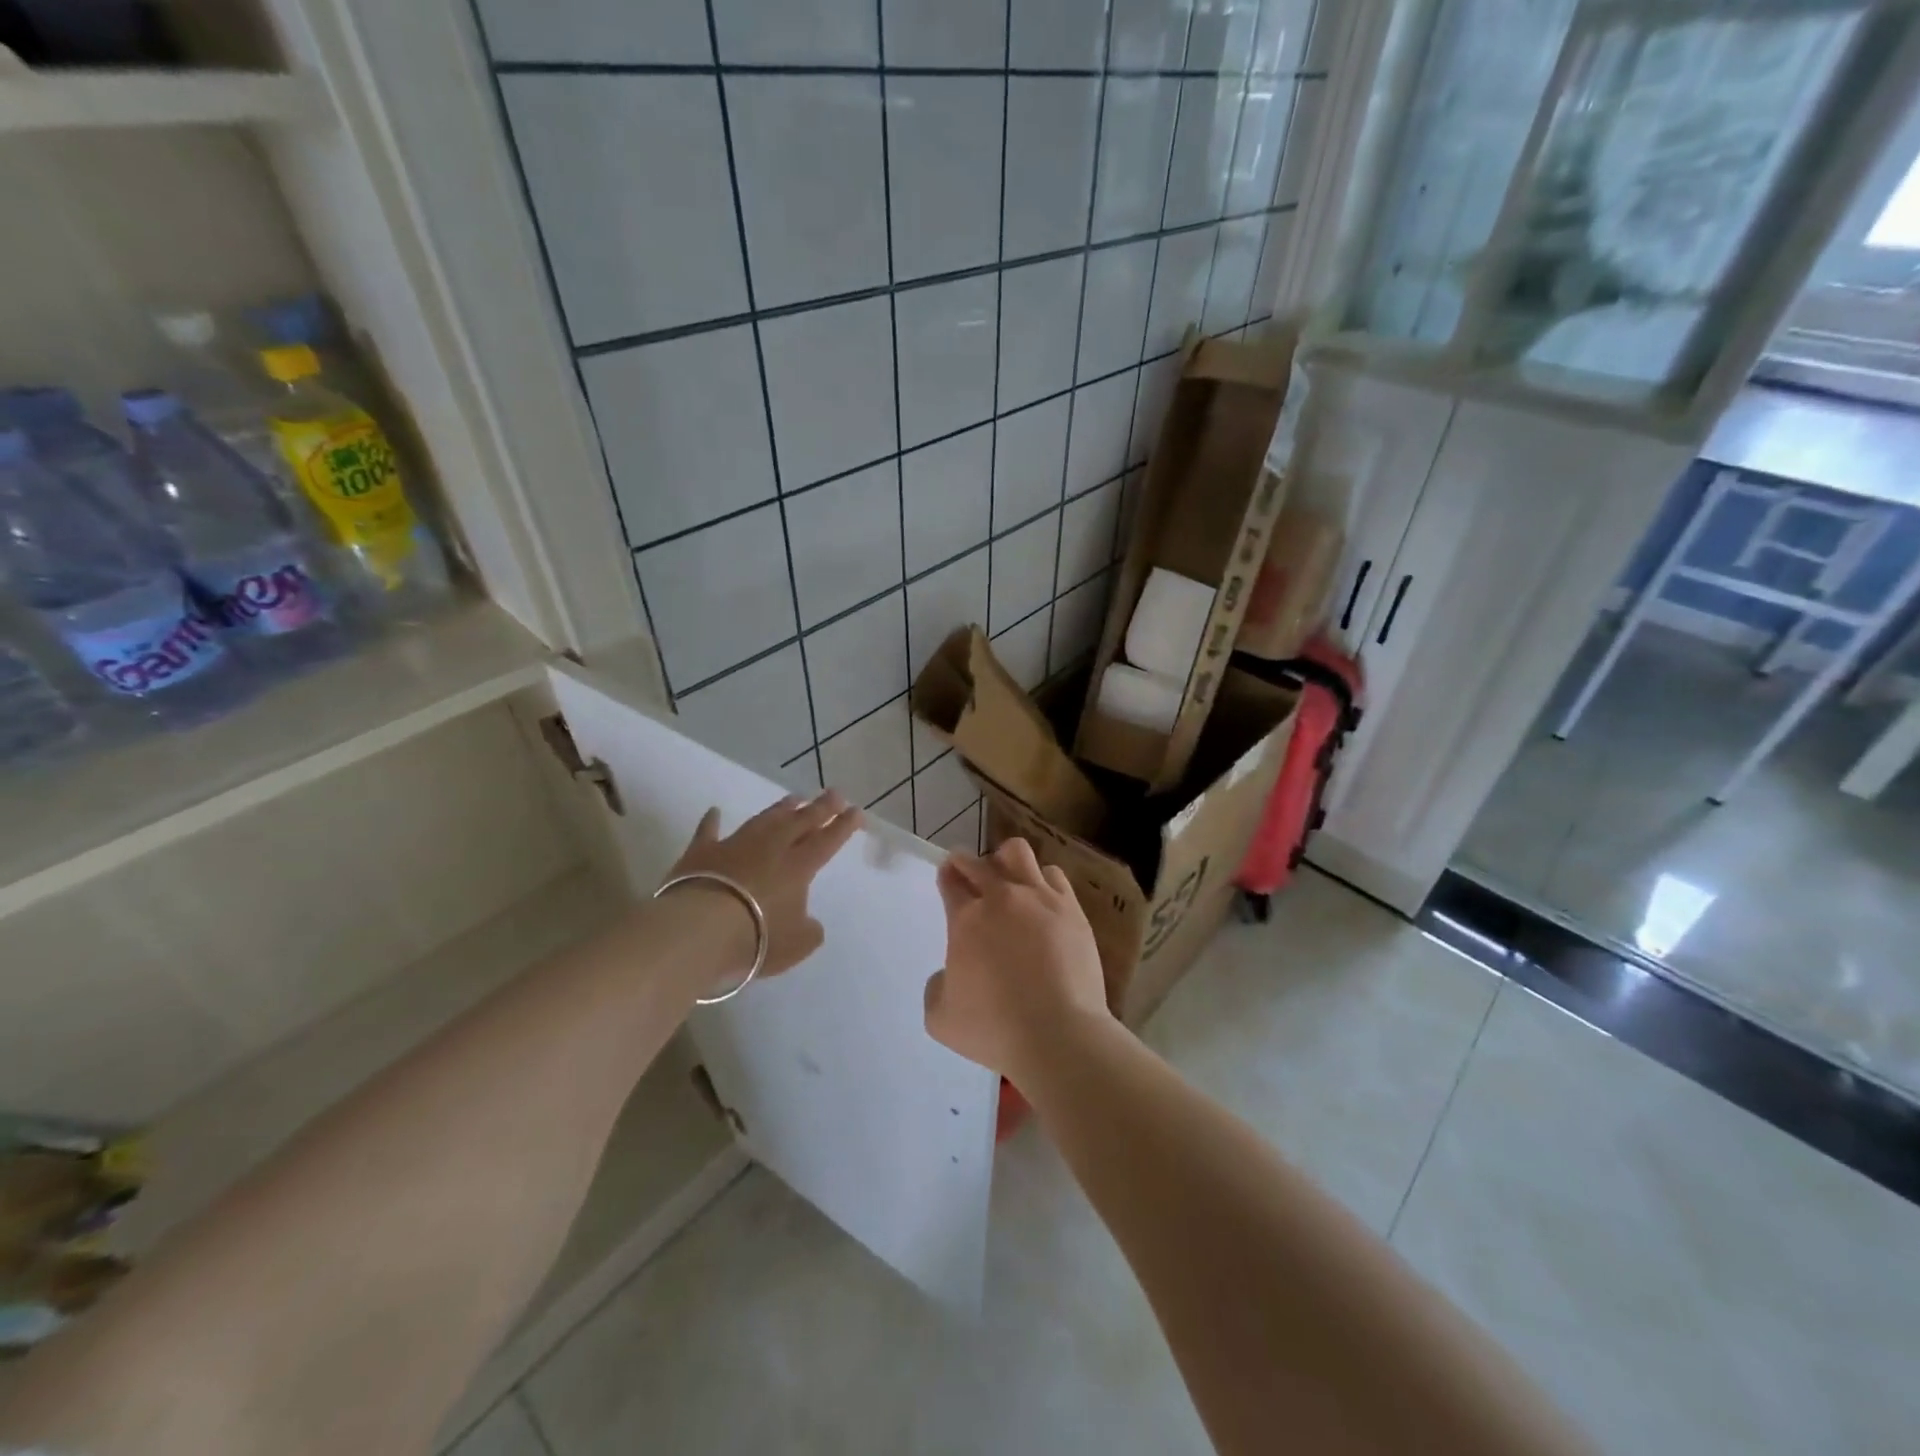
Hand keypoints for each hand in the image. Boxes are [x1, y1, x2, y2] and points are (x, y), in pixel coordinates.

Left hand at [662, 791, 863, 986]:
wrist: (700, 930)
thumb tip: (809, 922)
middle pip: (800, 822)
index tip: (856, 810)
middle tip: (834, 793)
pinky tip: (714, 811)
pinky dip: (711, 822)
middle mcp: (770, 849)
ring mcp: (735, 846)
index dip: (843, 826)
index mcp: (798, 867)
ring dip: (780, 808)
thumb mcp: (796, 945)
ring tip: (794, 798)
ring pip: (763, 820)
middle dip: (820, 807)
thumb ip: (809, 931)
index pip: (827, 841)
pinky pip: (708, 832)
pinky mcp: (701, 853)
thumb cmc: (757, 938)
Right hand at [923, 837, 1112, 1088]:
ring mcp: (1040, 899)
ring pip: (1018, 853)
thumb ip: (937, 987)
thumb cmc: (995, 1028)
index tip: (947, 878)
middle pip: (979, 862)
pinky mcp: (1071, 910)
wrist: (1059, 1033)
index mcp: (967, 919)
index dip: (946, 876)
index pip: (951, 881)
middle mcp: (1002, 898)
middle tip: (967, 874)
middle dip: (967, 863)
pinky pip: (1054, 875)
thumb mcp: (941, 1018)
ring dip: (1006, 862)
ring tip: (1008, 879)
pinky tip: (1042, 899)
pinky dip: (1042, 880)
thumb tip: (951, 974)